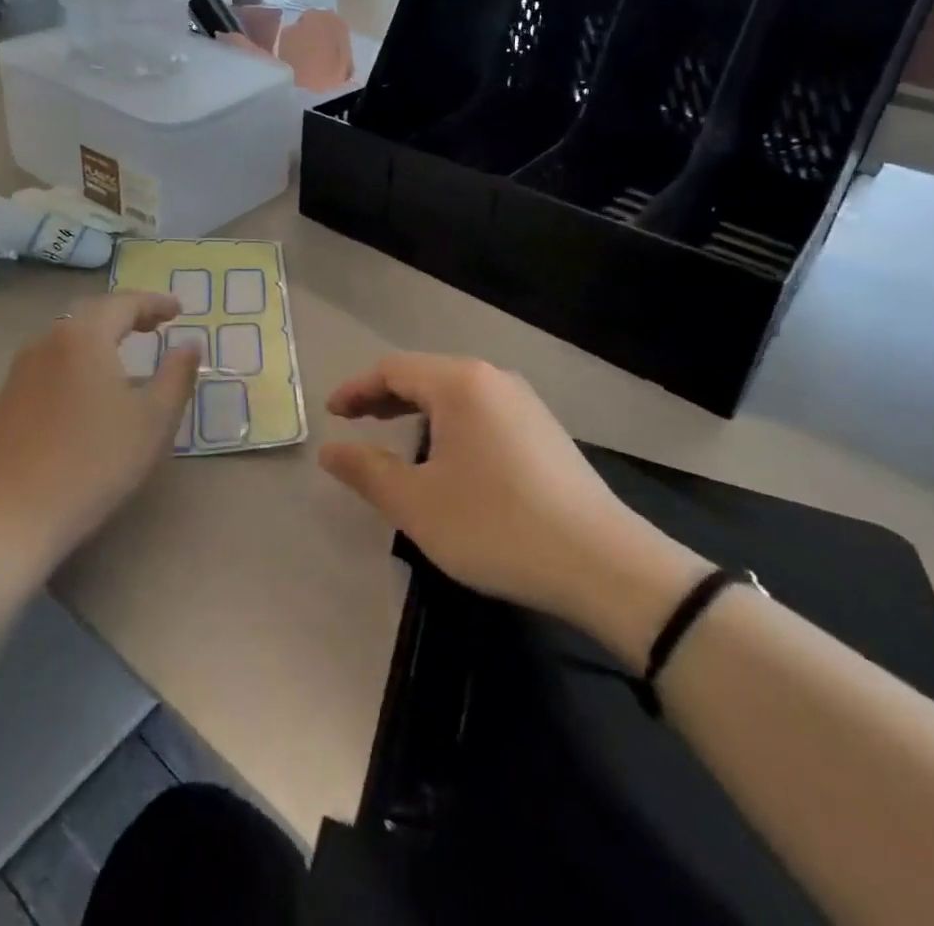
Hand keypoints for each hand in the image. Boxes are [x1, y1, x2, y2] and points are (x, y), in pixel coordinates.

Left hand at [0, 293, 197, 581]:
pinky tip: (85, 388)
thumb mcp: (154, 420)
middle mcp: (48, 342)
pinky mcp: (6, 400)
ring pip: (66, 338)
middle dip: (126, 314)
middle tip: (154, 325)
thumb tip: (190, 345)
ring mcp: (20, 371)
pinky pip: (49, 363)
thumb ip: (177, 375)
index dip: (155, 303)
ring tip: (123, 352)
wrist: (13, 517)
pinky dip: (75, 360)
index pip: (124, 304)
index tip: (179, 309)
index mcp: (85, 337)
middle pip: (92, 314)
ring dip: (98, 337)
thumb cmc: (95, 463)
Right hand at [320, 354, 707, 662]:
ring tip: (395, 436)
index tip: (331, 414)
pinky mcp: (544, 430)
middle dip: (384, 397)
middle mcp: (493, 379)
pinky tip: (449, 455)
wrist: (602, 563)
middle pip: (425, 375)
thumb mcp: (418, 504)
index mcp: (460, 384)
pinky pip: (482, 410)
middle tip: (354, 422)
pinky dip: (450, 422)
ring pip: (456, 393)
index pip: (393, 370)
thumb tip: (331, 450)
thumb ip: (368, 471)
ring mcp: (525, 402)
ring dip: (418, 409)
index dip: (356, 389)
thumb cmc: (496, 525)